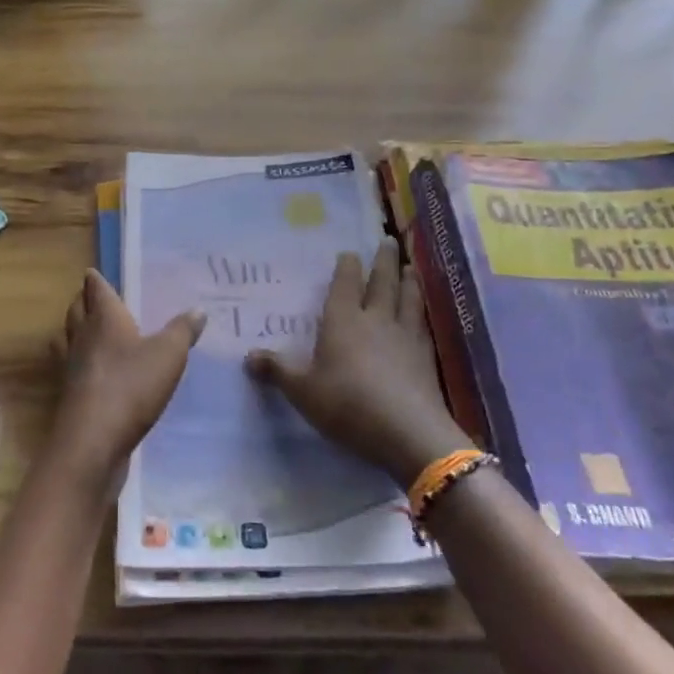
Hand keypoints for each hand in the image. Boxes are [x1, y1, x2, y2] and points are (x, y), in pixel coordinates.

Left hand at [49, 269, 204, 489]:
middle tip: (93, 299)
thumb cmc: (131, 386)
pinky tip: (93, 373)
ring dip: (74, 332)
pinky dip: (78, 364)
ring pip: (67, 339)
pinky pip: (71, 370)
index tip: (93, 274)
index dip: (95, 281)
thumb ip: (183, 330)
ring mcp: (71, 369)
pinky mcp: (70, 397)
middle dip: (83, 302)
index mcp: (104, 319)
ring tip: (87, 332)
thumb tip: (197, 309)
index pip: (95, 290)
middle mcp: (82, 338)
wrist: (93, 442)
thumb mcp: (169, 355)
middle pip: (76, 311)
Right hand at [246, 241, 469, 486]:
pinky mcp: (425, 358)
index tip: (350, 252)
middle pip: (381, 283)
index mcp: (343, 321)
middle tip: (387, 240)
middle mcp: (375, 320)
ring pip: (408, 299)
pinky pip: (422, 325)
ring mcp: (405, 337)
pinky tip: (422, 314)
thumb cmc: (347, 405)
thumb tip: (248, 356)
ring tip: (409, 266)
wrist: (407, 432)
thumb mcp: (303, 391)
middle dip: (383, 261)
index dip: (347, 267)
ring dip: (408, 281)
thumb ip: (278, 371)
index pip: (345, 284)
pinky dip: (421, 313)